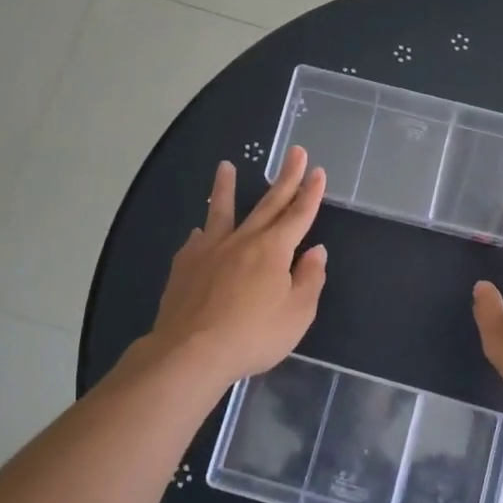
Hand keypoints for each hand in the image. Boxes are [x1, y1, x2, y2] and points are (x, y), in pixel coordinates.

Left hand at [143, 146, 327, 385]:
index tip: (317, 171)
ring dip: (225, 187)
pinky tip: (199, 232)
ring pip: (221, 211)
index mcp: (274, 249)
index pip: (298, 215)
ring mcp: (210, 250)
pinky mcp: (185, 265)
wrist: (190, 351)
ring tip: (225, 166)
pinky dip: (202, 233)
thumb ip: (309, 279)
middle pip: (268, 204)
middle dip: (285, 178)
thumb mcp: (297, 314)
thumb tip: (315, 251)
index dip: (311, 193)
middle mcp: (243, 240)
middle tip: (294, 151)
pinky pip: (196, 241)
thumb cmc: (253, 335)